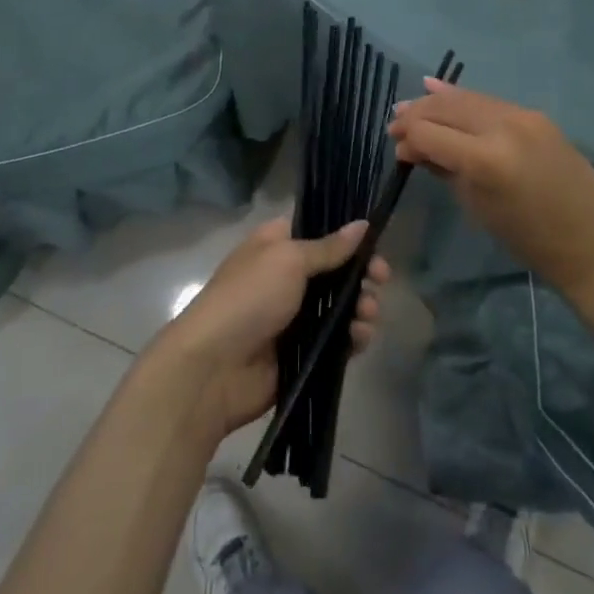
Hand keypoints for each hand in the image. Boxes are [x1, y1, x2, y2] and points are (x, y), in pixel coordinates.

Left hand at [156, 217, 388, 440]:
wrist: (213, 368)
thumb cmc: (248, 298)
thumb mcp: (289, 260)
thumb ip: (329, 247)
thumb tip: (362, 224)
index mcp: (276, 246)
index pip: (319, 232)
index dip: (348, 237)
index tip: (374, 244)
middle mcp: (287, 278)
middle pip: (336, 271)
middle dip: (361, 275)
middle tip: (380, 280)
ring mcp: (294, 317)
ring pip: (341, 307)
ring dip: (361, 307)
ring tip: (367, 315)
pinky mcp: (302, 353)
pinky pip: (337, 340)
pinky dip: (352, 338)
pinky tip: (359, 339)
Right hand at [388, 79, 593, 306]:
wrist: (591, 244)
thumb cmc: (528, 239)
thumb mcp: (476, 206)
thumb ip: (443, 168)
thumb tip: (414, 147)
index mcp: (485, 159)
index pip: (429, 132)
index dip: (407, 137)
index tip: (396, 148)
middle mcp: (503, 126)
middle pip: (445, 107)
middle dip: (416, 113)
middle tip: (395, 125)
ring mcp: (523, 116)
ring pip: (467, 98)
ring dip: (437, 102)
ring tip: (412, 108)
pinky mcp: (536, 114)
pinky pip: (490, 101)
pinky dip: (464, 99)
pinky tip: (440, 91)